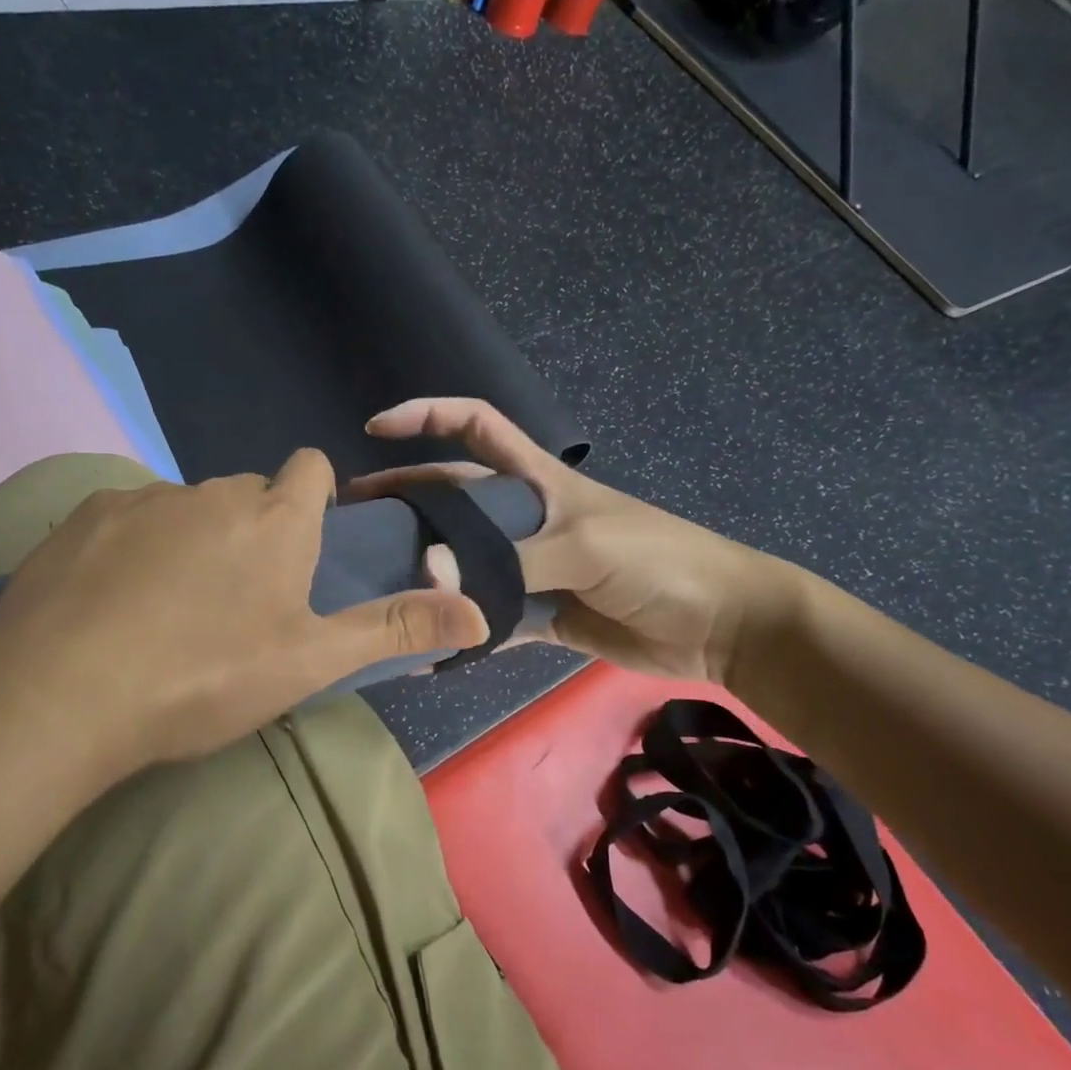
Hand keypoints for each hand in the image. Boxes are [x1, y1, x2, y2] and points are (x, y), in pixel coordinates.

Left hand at [0, 448, 486, 785]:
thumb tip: (484, 612)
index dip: (313, 497)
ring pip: (187, 507)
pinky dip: (133, 547)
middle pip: (247, 494)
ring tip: (170, 610)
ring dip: (192, 540)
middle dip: (253, 530)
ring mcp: (143, 498)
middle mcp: (214, 492)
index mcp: (275, 519)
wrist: (64, 693)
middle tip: (239, 601)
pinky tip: (113, 602)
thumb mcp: (310, 661)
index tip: (303, 545)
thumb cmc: (205, 676)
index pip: (309, 469)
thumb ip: (396, 628)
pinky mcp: (83, 515)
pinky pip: (127, 518)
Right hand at [348, 399, 795, 683]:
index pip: (477, 427)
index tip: (376, 427)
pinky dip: (461, 635)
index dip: (428, 415)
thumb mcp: (584, 546)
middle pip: (455, 501)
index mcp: (538, 481)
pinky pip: (490, 622)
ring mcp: (532, 568)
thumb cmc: (659, 561)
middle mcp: (527, 518)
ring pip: (466, 564)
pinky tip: (423, 653)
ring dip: (426, 574)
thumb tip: (428, 570)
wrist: (720, 627)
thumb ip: (509, 559)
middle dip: (406, 503)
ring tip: (373, 589)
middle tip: (350, 525)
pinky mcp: (542, 616)